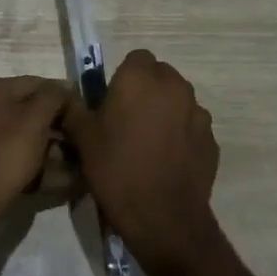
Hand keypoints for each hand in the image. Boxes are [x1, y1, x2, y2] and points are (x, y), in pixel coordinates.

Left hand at [0, 76, 68, 212]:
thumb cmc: (8, 152)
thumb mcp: (37, 119)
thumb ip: (54, 96)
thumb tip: (66, 86)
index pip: (34, 83)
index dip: (61, 95)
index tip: (81, 110)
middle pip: (23, 106)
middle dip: (50, 120)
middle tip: (73, 135)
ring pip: (15, 129)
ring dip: (39, 138)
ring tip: (62, 153)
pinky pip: (5, 147)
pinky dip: (24, 152)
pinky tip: (41, 166)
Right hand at [58, 50, 221, 267]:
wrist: (163, 217)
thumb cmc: (116, 169)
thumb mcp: (82, 138)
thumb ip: (73, 109)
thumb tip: (64, 96)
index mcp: (140, 78)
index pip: (136, 57)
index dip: (123, 76)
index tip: (111, 101)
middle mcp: (174, 87)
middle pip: (160, 75)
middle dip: (146, 90)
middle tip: (127, 120)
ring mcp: (198, 113)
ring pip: (178, 100)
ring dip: (165, 111)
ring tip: (148, 142)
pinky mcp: (212, 139)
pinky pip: (192, 126)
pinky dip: (181, 135)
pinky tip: (166, 160)